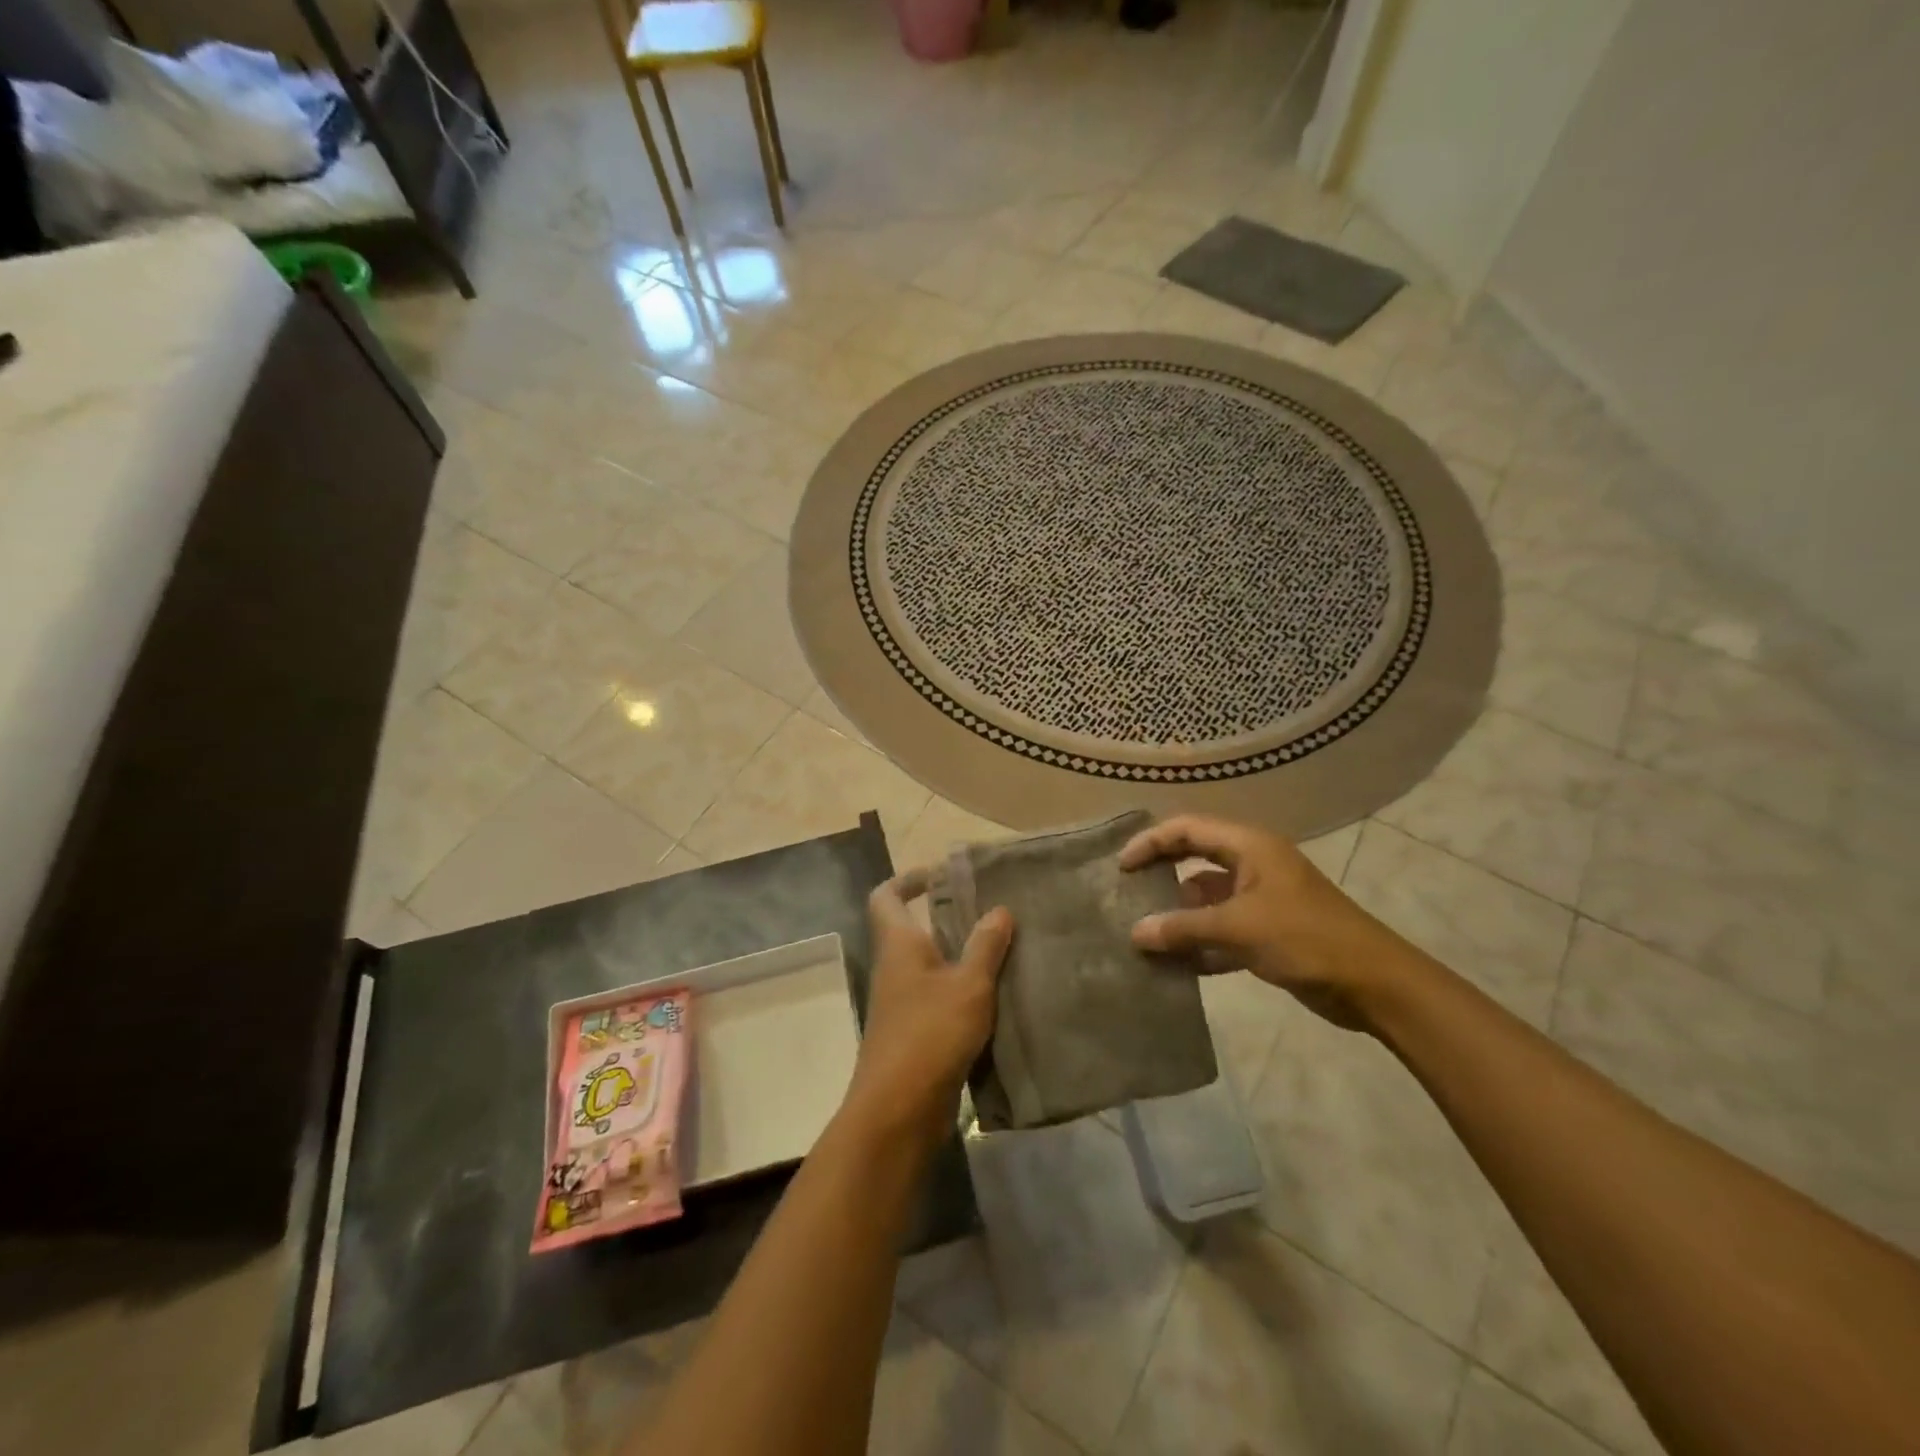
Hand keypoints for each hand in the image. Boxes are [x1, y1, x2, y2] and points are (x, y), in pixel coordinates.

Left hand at [844, 871, 1013, 1148]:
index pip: (886, 897)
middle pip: (915, 930)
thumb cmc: (930, 1034)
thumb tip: (999, 909)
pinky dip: (965, 993)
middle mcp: (895, 969)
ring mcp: (903, 1005)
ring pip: (932, 967)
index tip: (941, 875)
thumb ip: (985, 946)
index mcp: (899, 946)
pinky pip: (940, 999)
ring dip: (962, 958)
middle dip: (950, 919)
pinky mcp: (916, 1035)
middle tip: (993, 913)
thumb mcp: (968, 985)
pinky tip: (1000, 997)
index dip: (907, 880)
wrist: (899, 1111)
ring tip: (1006, 951)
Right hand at [1119, 815, 1416, 1031]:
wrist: (1374, 984)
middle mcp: (1253, 866)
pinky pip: (1221, 930)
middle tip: (1126, 893)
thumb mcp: (1239, 928)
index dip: (1151, 842)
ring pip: (1207, 898)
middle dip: (1161, 874)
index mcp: (1250, 847)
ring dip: (1179, 915)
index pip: (1188, 829)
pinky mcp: (1268, 933)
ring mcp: (1261, 900)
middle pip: (1195, 858)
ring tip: (1143, 934)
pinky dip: (1200, 943)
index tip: (1121, 867)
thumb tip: (1135, 933)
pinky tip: (1175, 964)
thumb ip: (1184, 927)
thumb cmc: (1305, 939)